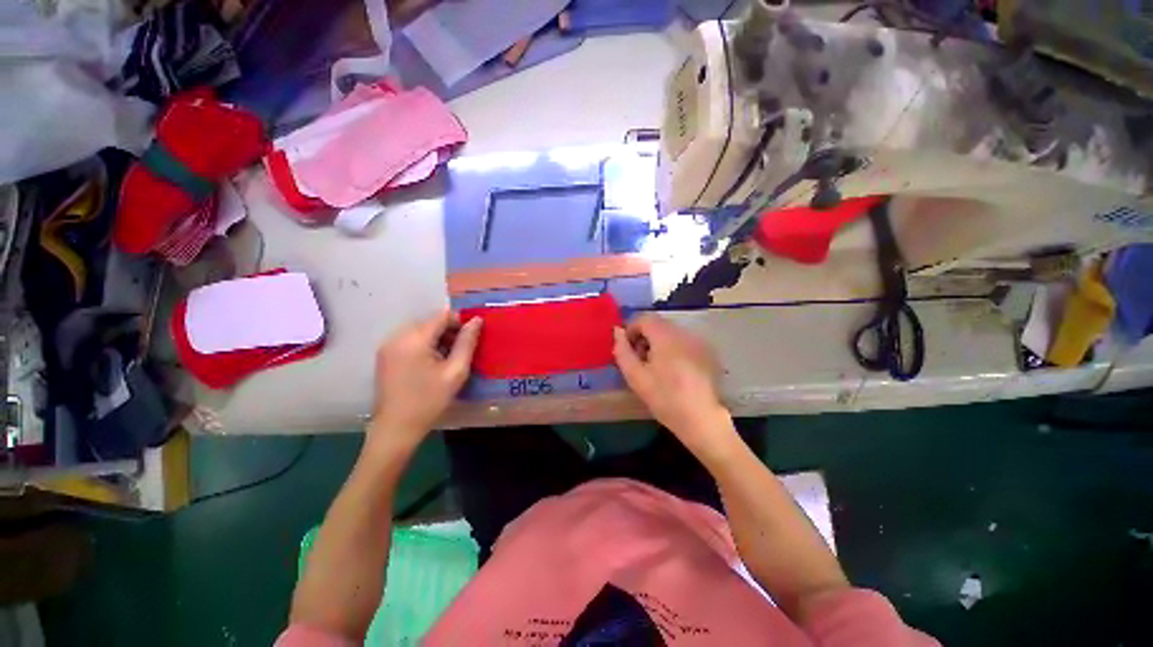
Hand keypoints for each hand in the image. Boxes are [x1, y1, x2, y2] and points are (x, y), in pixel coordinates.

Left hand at [370, 310, 481, 446]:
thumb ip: (467, 343)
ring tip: (448, 358)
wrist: (396, 428)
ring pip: (420, 330)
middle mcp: (397, 336)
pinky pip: (409, 340)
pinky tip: (432, 363)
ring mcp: (388, 345)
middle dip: (448, 331)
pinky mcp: (385, 355)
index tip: (471, 338)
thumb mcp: (455, 372)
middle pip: (430, 322)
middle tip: (461, 351)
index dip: (460, 322)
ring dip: (437, 338)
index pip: (441, 316)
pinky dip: (424, 345)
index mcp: (414, 339)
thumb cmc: (429, 400)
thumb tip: (477, 320)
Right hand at [613, 313, 736, 461]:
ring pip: (671, 333)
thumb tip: (617, 331)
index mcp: (666, 337)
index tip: (628, 349)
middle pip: (658, 324)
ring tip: (655, 367)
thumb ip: (622, 351)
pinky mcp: (707, 352)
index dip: (631, 329)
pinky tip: (673, 371)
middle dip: (644, 337)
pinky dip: (672, 349)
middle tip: (639, 360)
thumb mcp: (636, 377)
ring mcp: (698, 342)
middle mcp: (684, 333)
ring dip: (658, 343)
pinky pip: (683, 342)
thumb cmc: (665, 398)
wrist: (701, 419)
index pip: (644, 318)